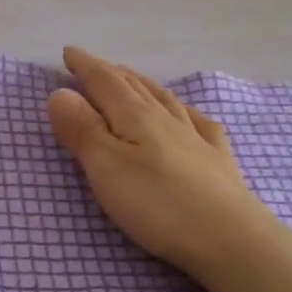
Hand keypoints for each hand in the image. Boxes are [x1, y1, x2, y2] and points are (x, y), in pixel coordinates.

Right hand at [46, 46, 280, 286]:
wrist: (232, 240)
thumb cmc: (158, 205)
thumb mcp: (106, 168)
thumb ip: (83, 130)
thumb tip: (59, 92)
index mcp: (136, 117)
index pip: (105, 82)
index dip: (85, 66)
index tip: (69, 52)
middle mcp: (166, 119)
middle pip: (135, 87)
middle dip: (111, 73)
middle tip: (94, 65)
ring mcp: (196, 139)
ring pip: (165, 100)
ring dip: (144, 86)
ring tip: (132, 80)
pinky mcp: (218, 162)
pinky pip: (199, 124)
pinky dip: (186, 111)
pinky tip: (188, 114)